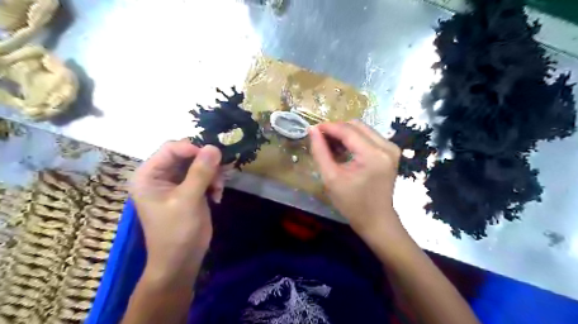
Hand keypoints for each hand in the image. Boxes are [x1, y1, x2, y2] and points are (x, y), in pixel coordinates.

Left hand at [130, 141, 222, 278]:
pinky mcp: (190, 190)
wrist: (181, 260)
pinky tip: (217, 196)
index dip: (193, 148)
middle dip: (206, 163)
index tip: (214, 157)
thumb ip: (200, 172)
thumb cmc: (177, 231)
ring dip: (213, 174)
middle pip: (187, 155)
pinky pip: (205, 176)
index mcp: (149, 175)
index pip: (171, 148)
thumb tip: (214, 147)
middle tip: (220, 174)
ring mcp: (176, 183)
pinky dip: (214, 183)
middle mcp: (161, 175)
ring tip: (218, 189)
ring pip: (199, 164)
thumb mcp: (188, 200)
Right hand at [311, 122, 402, 237]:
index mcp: (373, 155)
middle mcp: (386, 146)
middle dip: (336, 129)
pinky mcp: (391, 152)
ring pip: (362, 129)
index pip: (348, 131)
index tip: (312, 129)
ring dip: (345, 134)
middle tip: (321, 139)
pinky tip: (343, 150)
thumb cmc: (352, 204)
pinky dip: (354, 139)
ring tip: (330, 146)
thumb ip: (320, 151)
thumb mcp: (331, 178)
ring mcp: (391, 148)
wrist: (376, 219)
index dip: (328, 127)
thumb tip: (312, 130)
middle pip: (356, 126)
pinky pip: (368, 136)